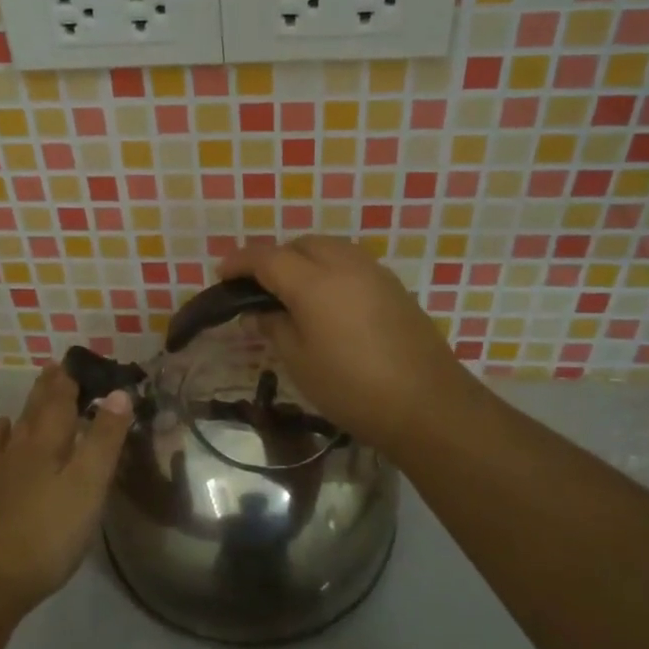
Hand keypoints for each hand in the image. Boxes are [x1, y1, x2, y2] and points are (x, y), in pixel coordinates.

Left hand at [0, 365, 134, 608]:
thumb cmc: (49, 529)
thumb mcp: (89, 482)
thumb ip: (104, 438)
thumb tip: (118, 393)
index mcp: (48, 441)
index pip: (60, 400)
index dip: (70, 380)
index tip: (77, 361)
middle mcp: (21, 448)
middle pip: (35, 410)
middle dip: (48, 388)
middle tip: (55, 369)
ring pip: (13, 430)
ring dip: (25, 410)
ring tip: (31, 399)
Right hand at [219, 236, 478, 458]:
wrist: (427, 404)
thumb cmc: (351, 387)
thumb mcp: (300, 362)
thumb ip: (274, 327)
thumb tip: (257, 313)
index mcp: (314, 282)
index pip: (267, 258)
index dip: (240, 262)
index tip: (221, 273)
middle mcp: (345, 265)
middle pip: (301, 244)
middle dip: (274, 257)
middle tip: (257, 286)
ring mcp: (374, 273)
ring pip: (330, 249)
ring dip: (304, 259)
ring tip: (292, 291)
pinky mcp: (395, 288)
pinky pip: (352, 264)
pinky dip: (330, 270)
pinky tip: (328, 301)